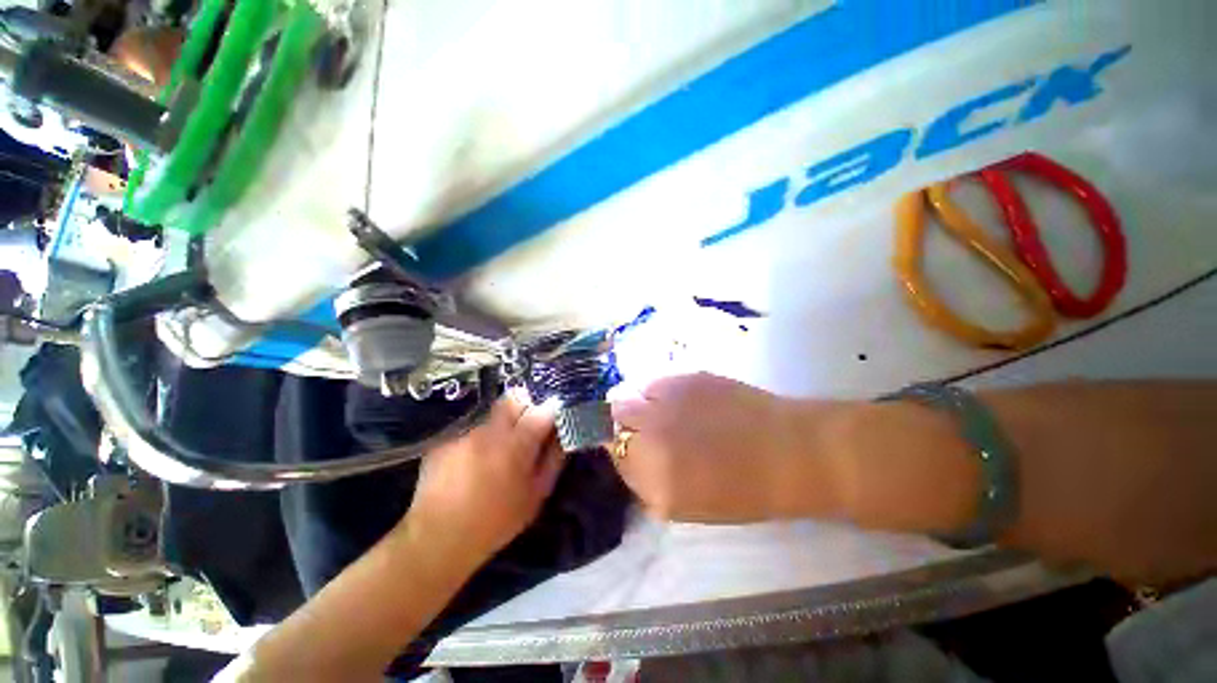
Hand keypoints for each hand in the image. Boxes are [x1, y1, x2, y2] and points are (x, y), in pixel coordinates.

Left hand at [404, 396, 564, 567]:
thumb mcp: (536, 495)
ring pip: (492, 410)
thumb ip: (554, 459)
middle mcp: (491, 429)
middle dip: (525, 406)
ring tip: (498, 445)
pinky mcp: (446, 436)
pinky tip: (473, 456)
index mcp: (517, 444)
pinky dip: (479, 433)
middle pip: (515, 397)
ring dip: (502, 420)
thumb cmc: (496, 521)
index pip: (543, 409)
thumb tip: (563, 434)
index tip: (552, 420)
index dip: (551, 411)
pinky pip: (471, 423)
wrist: (438, 538)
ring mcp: (466, 430)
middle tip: (526, 427)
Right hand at [611, 373, 814, 522]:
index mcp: (655, 479)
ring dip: (636, 405)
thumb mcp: (686, 506)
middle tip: (641, 428)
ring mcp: (667, 402)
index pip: (613, 456)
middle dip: (621, 424)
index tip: (629, 448)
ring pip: (627, 396)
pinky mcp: (683, 378)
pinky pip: (652, 383)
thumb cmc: (743, 490)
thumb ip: (647, 483)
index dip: (620, 450)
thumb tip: (628, 458)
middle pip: (612, 418)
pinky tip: (680, 401)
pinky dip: (657, 392)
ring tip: (660, 412)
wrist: (788, 450)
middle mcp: (653, 436)